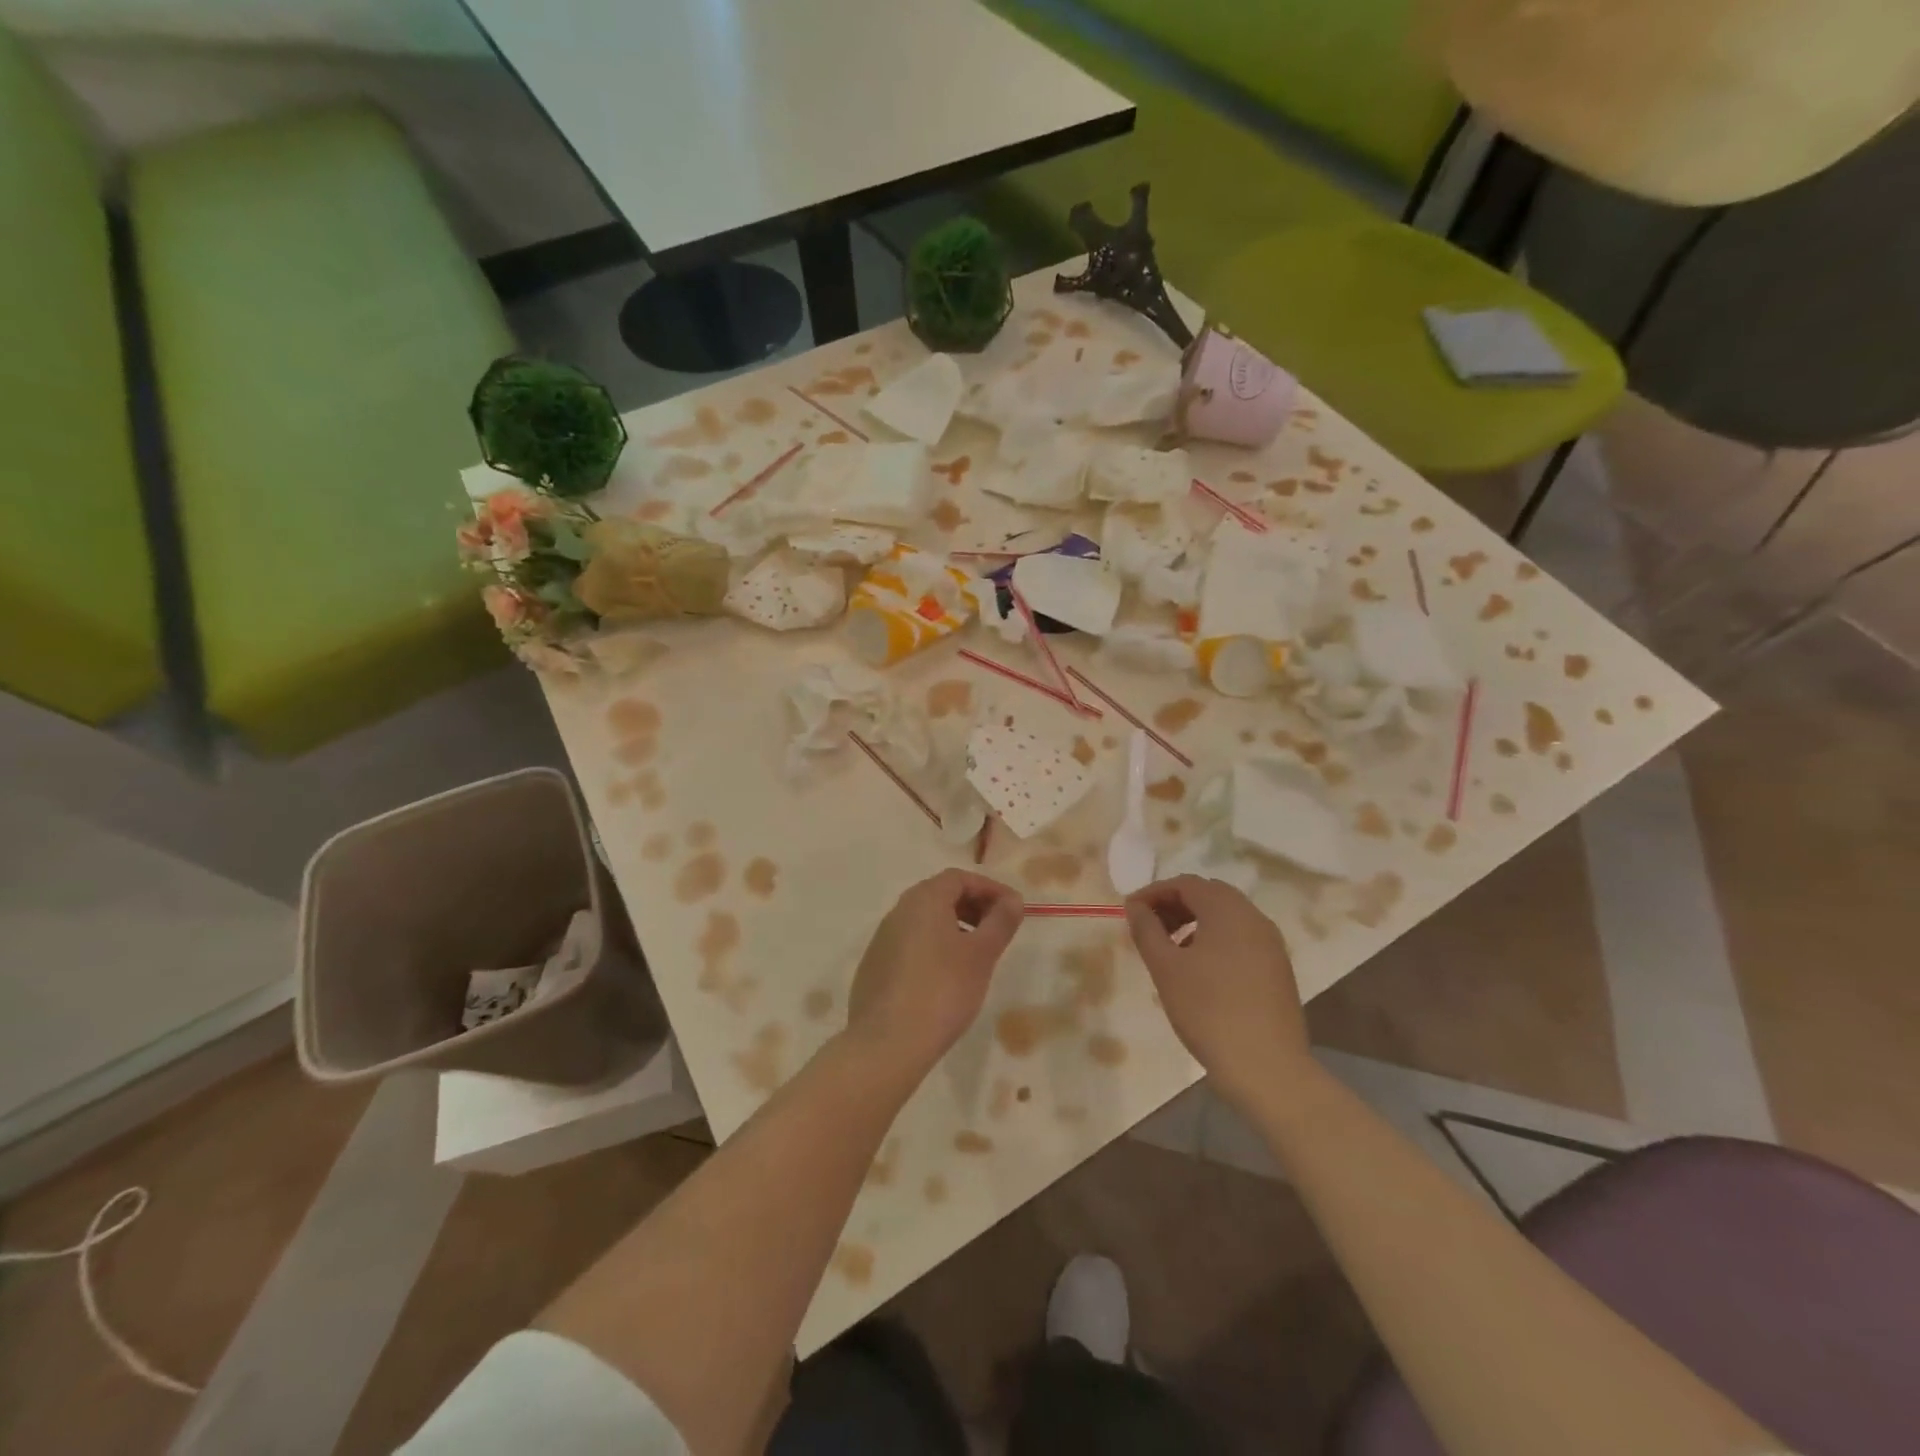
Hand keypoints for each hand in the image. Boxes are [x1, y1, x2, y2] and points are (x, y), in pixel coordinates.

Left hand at [843, 870, 1023, 1086]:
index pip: (959, 878)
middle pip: (940, 895)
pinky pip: (910, 944)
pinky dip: (934, 947)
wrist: (887, 1043)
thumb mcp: (981, 955)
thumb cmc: (942, 990)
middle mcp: (898, 911)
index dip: (989, 888)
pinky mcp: (875, 967)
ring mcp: (882, 939)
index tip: (1012, 909)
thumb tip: (1013, 900)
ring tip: (976, 955)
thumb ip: (1000, 922)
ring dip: (954, 927)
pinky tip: (946, 977)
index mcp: (923, 900)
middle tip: (997, 929)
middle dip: (973, 906)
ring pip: (924, 921)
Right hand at [1124, 876, 1312, 1109]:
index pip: (1186, 883)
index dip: (1154, 892)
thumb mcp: (1165, 968)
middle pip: (1209, 895)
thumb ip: (1147, 929)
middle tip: (1148, 927)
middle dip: (1175, 904)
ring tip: (1170, 949)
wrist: (1267, 1069)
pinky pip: (1241, 938)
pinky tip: (1199, 969)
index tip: (1130, 912)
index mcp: (1228, 910)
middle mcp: (1254, 918)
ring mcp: (1271, 944)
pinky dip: (1215, 939)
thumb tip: (1136, 906)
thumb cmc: (1208, 1011)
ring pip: (1226, 917)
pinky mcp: (1278, 968)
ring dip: (1194, 922)